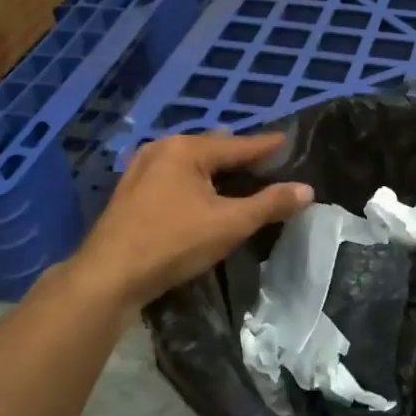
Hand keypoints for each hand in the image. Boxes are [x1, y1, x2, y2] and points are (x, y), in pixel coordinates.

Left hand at [72, 133, 312, 306]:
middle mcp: (161, 150)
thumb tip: (307, 189)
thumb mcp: (230, 223)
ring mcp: (140, 170)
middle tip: (266, 160)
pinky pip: (174, 177)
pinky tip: (202, 193)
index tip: (287, 140)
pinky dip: (195, 181)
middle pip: (211, 148)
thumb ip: (270, 204)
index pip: (237, 144)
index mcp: (185, 149)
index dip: (265, 146)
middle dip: (238, 154)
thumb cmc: (173, 242)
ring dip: (215, 169)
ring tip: (238, 173)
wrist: (109, 275)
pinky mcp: (131, 193)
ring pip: (189, 163)